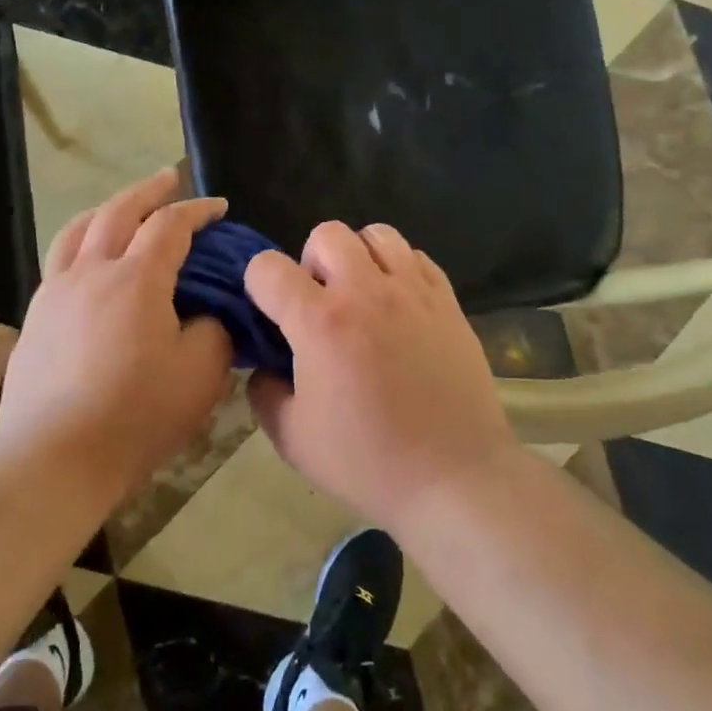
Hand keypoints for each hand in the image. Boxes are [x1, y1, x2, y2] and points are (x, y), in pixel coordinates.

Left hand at [0, 169, 233, 497]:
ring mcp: (55, 294)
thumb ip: (214, 331)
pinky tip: (89, 265)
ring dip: (106, 210)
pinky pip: (59, 262)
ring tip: (122, 210)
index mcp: (137, 279)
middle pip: (118, 212)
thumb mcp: (202, 374)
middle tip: (168, 180)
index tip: (218, 207)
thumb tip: (207, 314)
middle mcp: (91, 272)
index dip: (198, 210)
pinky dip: (81, 245)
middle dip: (148, 192)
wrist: (55, 458)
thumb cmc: (138, 415)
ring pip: (77, 231)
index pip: (170, 225)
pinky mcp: (34, 320)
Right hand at [244, 221, 519, 529]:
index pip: (267, 267)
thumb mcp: (292, 438)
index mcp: (320, 322)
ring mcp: (413, 292)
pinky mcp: (448, 301)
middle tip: (320, 306)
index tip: (270, 314)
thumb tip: (265, 366)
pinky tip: (399, 307)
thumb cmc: (367, 462)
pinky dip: (399, 270)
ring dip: (358, 257)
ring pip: (377, 234)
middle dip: (311, 263)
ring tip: (362, 298)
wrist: (453, 476)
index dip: (258, 285)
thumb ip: (264, 391)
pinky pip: (417, 257)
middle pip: (326, 234)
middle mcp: (365, 291)